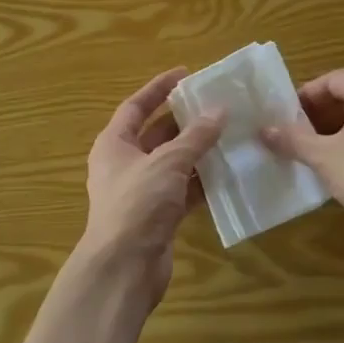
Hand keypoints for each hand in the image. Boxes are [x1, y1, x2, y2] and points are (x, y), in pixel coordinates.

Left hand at [77, 68, 225, 312]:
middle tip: (216, 106)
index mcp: (113, 144)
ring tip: (229, 134)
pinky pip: (182, 190)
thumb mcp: (167, 163)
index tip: (186, 74)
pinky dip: (201, 181)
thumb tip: (219, 110)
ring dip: (197, 152)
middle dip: (184, 121)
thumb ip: (195, 137)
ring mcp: (142, 192)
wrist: (124, 268)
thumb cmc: (137, 205)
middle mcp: (124, 165)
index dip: (159, 88)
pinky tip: (227, 172)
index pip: (136, 106)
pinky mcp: (158, 216)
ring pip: (173, 163)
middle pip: (156, 134)